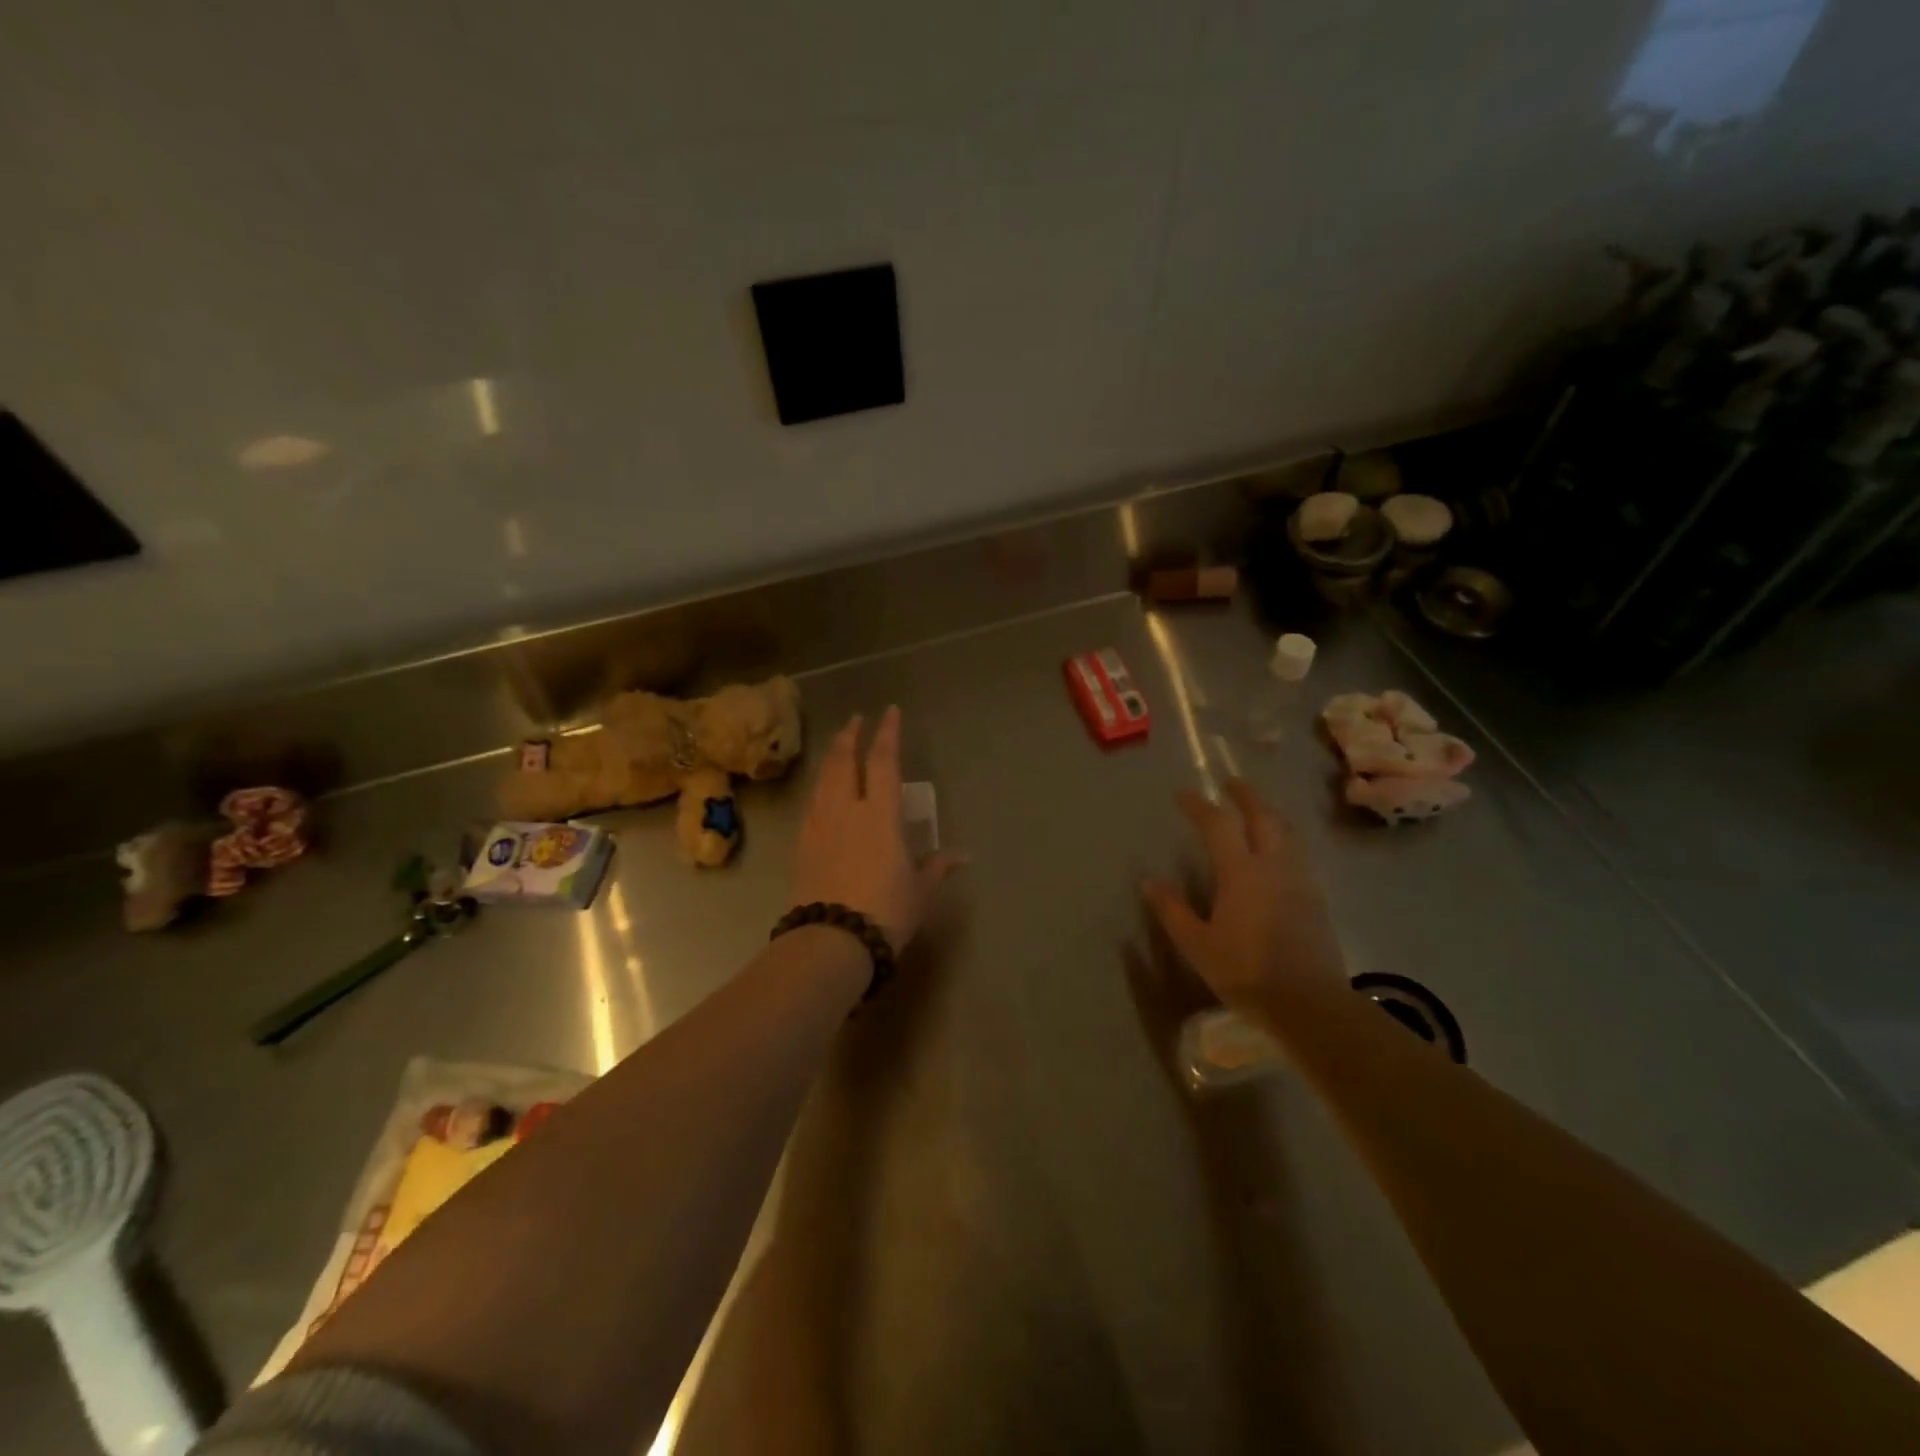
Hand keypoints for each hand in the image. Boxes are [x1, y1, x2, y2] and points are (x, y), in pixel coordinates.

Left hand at [790, 707, 962, 951]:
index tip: (889, 711)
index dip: (887, 733)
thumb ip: (938, 866)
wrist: (832, 940)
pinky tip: (822, 794)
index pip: (883, 761)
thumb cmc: (886, 911)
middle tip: (855, 721)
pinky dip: (819, 789)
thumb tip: (963, 856)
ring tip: (837, 748)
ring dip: (831, 758)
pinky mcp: (802, 845)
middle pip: (844, 762)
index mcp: (880, 814)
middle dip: (849, 737)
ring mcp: (820, 825)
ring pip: (823, 780)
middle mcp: (847, 809)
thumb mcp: (920, 890)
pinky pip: (811, 804)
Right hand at [1143, 779, 1346, 1014]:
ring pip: (1287, 833)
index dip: (1200, 805)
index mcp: (1241, 872)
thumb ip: (1173, 911)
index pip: (1218, 825)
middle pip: (1263, 817)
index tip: (1183, 795)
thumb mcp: (1197, 945)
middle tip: (1231, 784)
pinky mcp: (1316, 898)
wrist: (1310, 1003)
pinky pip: (1298, 854)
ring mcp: (1300, 880)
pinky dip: (1283, 839)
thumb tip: (1150, 883)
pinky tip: (1277, 853)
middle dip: (1246, 796)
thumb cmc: (1246, 972)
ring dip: (1269, 815)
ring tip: (1256, 811)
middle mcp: (1273, 866)